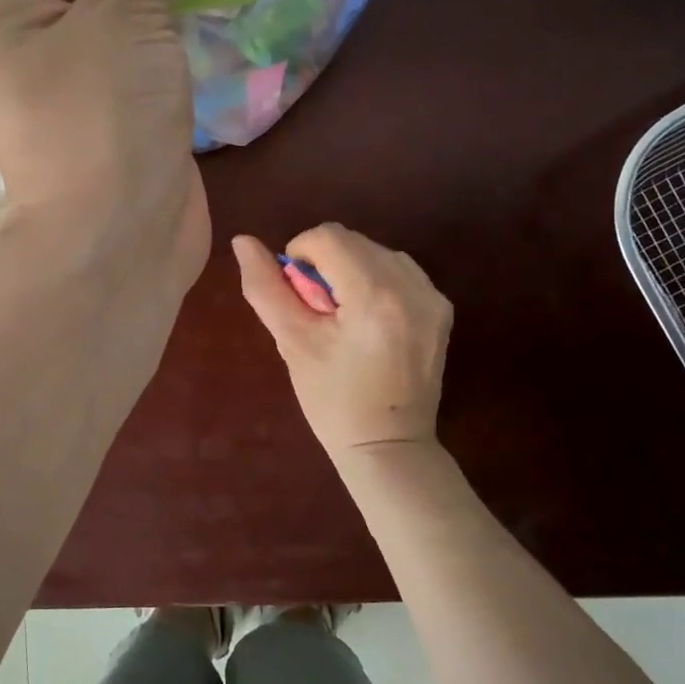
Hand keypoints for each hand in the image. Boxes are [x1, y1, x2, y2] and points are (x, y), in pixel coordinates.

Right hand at [232, 225, 452, 459]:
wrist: (389, 446)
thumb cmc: (332, 401)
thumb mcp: (293, 343)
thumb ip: (265, 288)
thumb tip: (242, 241)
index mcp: (374, 295)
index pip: (328, 236)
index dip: (300, 254)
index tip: (297, 293)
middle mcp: (411, 285)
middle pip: (354, 241)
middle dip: (326, 263)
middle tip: (318, 310)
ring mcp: (433, 296)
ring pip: (377, 251)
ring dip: (351, 269)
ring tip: (343, 315)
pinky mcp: (442, 308)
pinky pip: (400, 271)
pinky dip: (377, 281)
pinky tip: (369, 318)